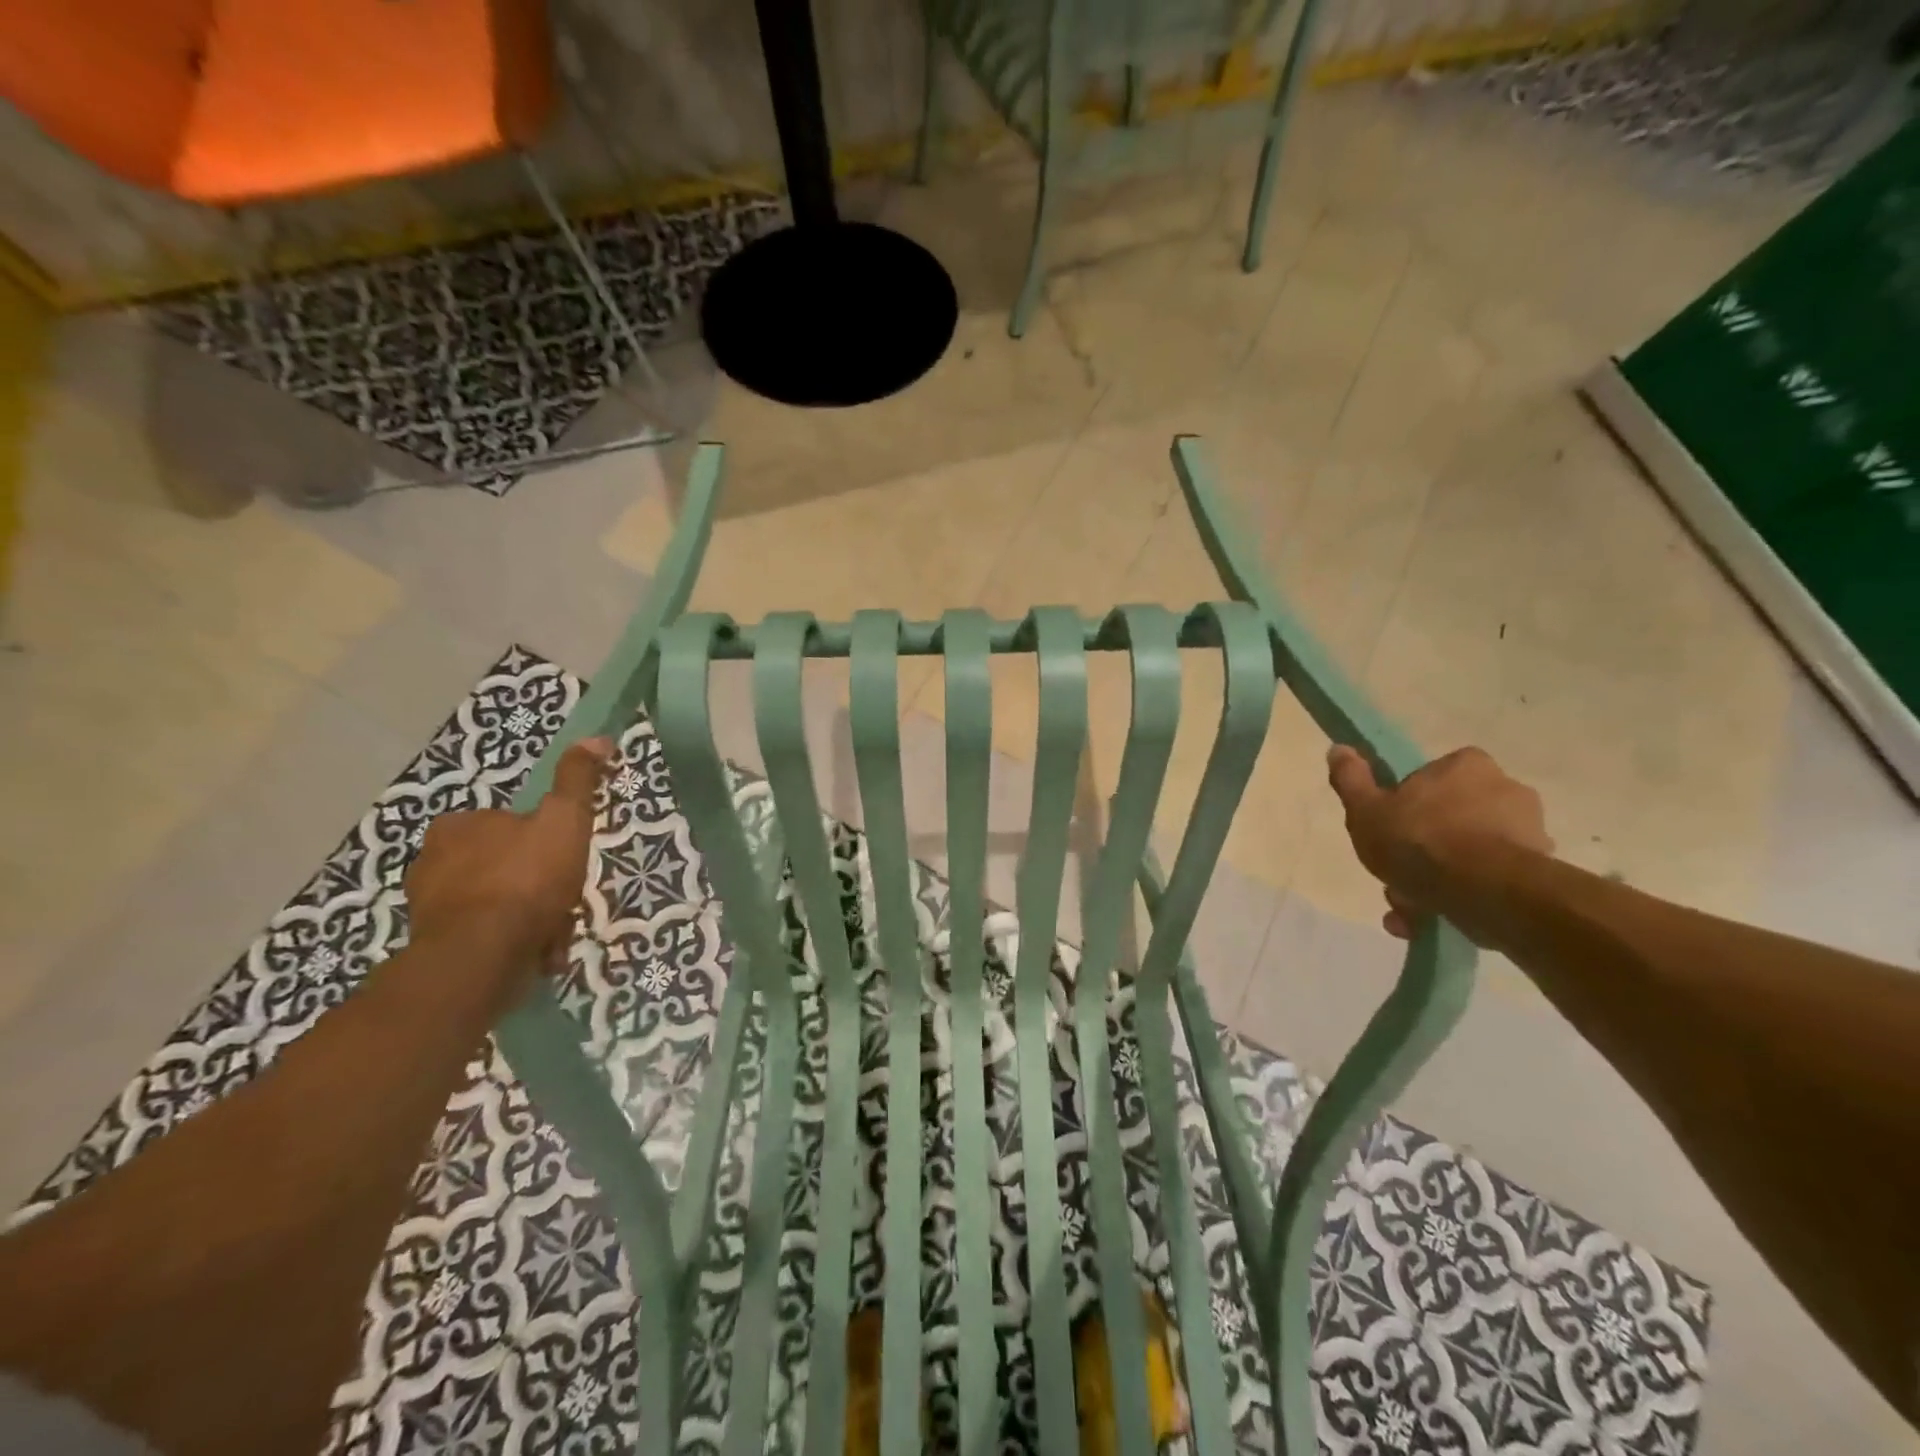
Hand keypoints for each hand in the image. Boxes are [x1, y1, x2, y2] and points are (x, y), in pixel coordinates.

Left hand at [403, 737, 613, 987]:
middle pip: (504, 865)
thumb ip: (577, 781)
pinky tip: (535, 952)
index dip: (544, 842)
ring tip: (554, 933)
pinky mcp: (433, 945)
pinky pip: (485, 935)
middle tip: (565, 900)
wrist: (482, 956)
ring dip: (527, 916)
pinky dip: (511, 942)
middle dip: (536, 884)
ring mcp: (429, 906)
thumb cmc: (525, 879)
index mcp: (458, 825)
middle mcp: (432, 860)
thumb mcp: (564, 820)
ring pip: (496, 902)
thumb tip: (597, 739)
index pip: (510, 824)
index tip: (566, 862)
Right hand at [1326, 744, 1552, 938]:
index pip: (1431, 779)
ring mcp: (1530, 832)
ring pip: (1468, 854)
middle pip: (1449, 819)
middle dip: (1420, 851)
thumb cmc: (1419, 840)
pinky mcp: (1540, 872)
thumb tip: (1339, 749)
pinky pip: (1488, 881)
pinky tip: (1432, 920)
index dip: (1406, 806)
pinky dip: (1461, 898)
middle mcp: (1507, 790)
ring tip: (1408, 909)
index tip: (1390, 830)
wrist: (1485, 892)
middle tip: (1395, 877)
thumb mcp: (1366, 809)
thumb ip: (1351, 779)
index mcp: (1466, 766)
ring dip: (1436, 879)